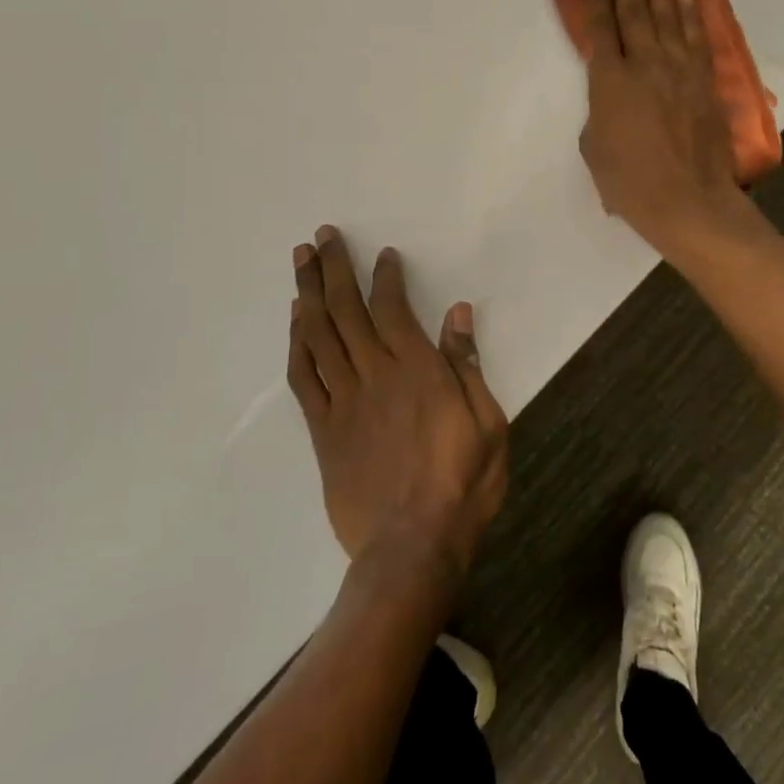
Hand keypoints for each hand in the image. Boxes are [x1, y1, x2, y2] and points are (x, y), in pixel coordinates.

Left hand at [287, 226, 508, 580]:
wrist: (412, 548)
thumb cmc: (462, 483)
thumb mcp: (487, 422)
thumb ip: (468, 365)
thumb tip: (458, 312)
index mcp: (416, 369)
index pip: (393, 308)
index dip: (384, 276)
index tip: (381, 253)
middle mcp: (374, 374)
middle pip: (346, 310)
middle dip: (333, 268)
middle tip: (321, 236)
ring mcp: (343, 401)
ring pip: (318, 335)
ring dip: (308, 293)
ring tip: (300, 260)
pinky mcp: (324, 430)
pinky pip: (304, 377)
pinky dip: (297, 343)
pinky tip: (296, 320)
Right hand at [579, 0, 753, 259]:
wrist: (688, 201)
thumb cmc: (630, 184)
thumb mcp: (594, 149)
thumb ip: (599, 112)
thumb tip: (612, 97)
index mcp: (609, 83)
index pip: (603, 30)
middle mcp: (644, 66)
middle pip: (636, 12)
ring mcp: (678, 71)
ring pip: (668, 17)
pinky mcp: (704, 82)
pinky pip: (696, 38)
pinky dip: (691, 13)